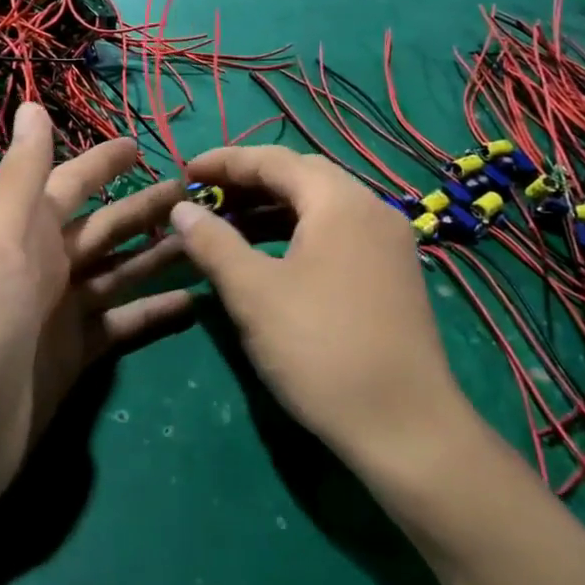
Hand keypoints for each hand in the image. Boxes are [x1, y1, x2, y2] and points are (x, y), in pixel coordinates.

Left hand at [0, 104, 190, 516]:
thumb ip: (21, 177)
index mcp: (25, 233)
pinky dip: (156, 312)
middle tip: (201, 195)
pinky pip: (126, 323)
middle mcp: (46, 266)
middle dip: (147, 208)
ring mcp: (63, 312)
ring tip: (212, 241)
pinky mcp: (79, 355)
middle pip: (107, 227)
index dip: (103, 162)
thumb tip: (31, 105)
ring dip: (161, 254)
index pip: (71, 183)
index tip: (144, 144)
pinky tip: (197, 303)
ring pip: (122, 271)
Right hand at [168, 146, 476, 471]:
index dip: (224, 162)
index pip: (273, 159)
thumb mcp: (253, 293)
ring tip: (227, 228)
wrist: (403, 426)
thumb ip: (213, 242)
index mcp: (340, 201)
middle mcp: (371, 209)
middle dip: (248, 183)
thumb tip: (181, 209)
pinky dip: (296, 233)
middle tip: (204, 199)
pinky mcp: (392, 273)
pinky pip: (336, 233)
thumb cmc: (319, 349)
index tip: (184, 171)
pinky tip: (270, 258)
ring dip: (271, 209)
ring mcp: (388, 242)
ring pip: (320, 207)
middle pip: (301, 177)